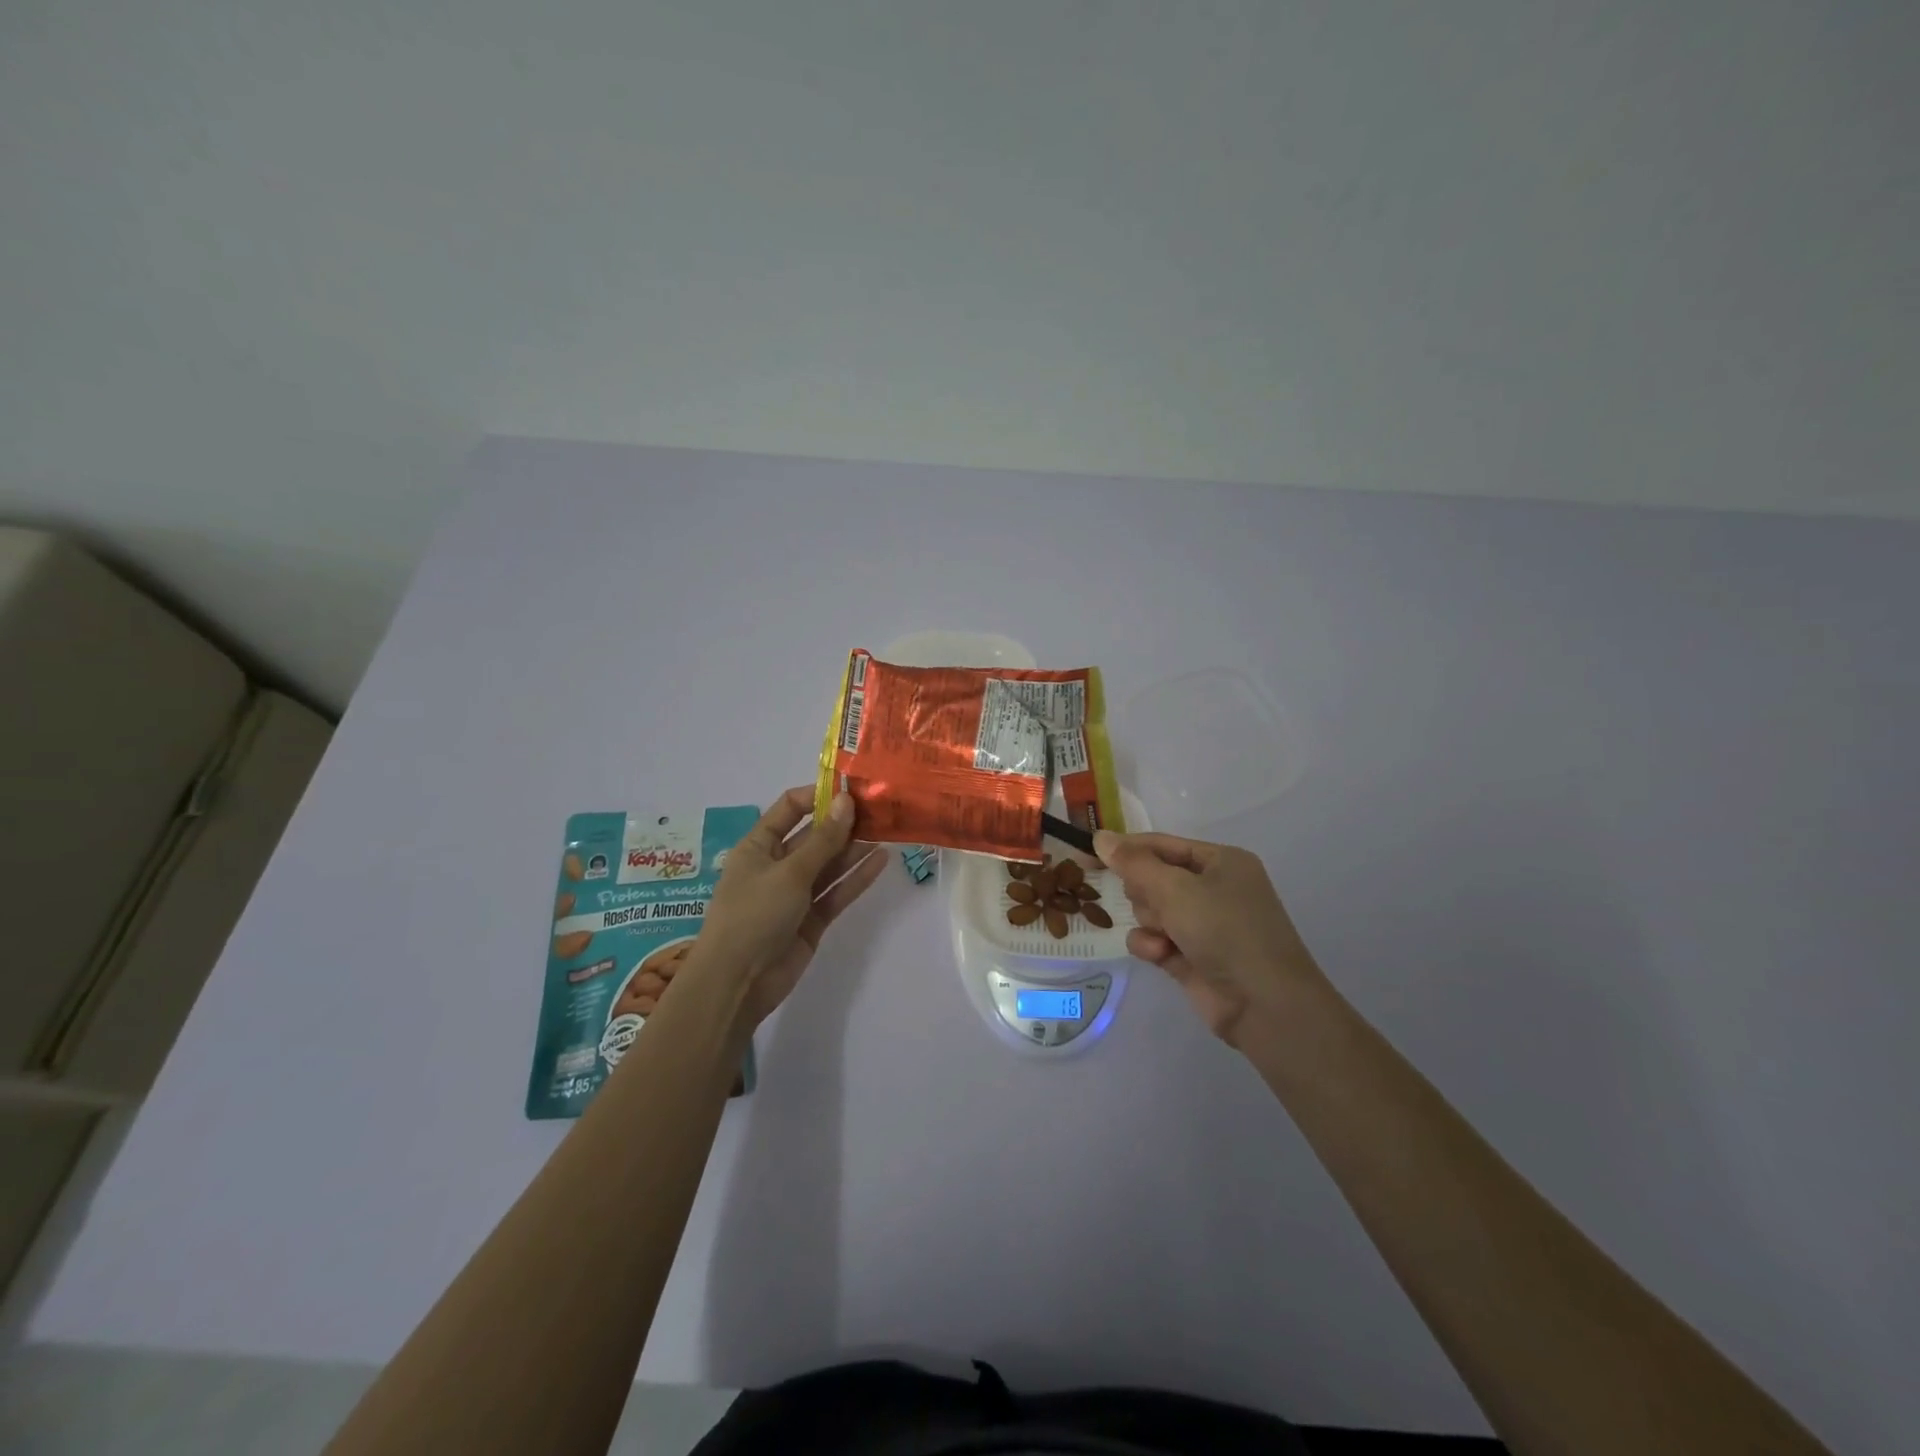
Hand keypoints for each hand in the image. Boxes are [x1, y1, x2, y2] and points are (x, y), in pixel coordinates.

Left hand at [691, 786, 886, 1030]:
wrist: (737, 983)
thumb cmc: (754, 915)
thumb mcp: (789, 872)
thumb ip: (823, 839)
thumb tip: (847, 801)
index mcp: (759, 846)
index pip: (790, 809)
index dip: (818, 796)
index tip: (852, 789)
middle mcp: (777, 865)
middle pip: (814, 836)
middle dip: (844, 823)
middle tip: (880, 809)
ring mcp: (795, 894)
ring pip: (829, 865)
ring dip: (854, 849)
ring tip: (887, 830)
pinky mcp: (811, 919)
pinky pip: (836, 892)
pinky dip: (856, 878)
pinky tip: (881, 861)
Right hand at [1093, 829, 1325, 1047]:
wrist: (1264, 1005)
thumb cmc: (1224, 930)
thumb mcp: (1175, 888)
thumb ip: (1133, 863)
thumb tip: (1100, 836)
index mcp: (1220, 861)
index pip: (1161, 844)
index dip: (1125, 848)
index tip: (1087, 853)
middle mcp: (1214, 888)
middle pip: (1152, 877)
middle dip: (1146, 893)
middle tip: (1157, 905)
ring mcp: (1204, 924)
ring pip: (1150, 910)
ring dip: (1150, 922)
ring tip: (1166, 937)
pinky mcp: (1192, 956)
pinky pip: (1154, 939)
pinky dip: (1153, 945)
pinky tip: (1161, 955)